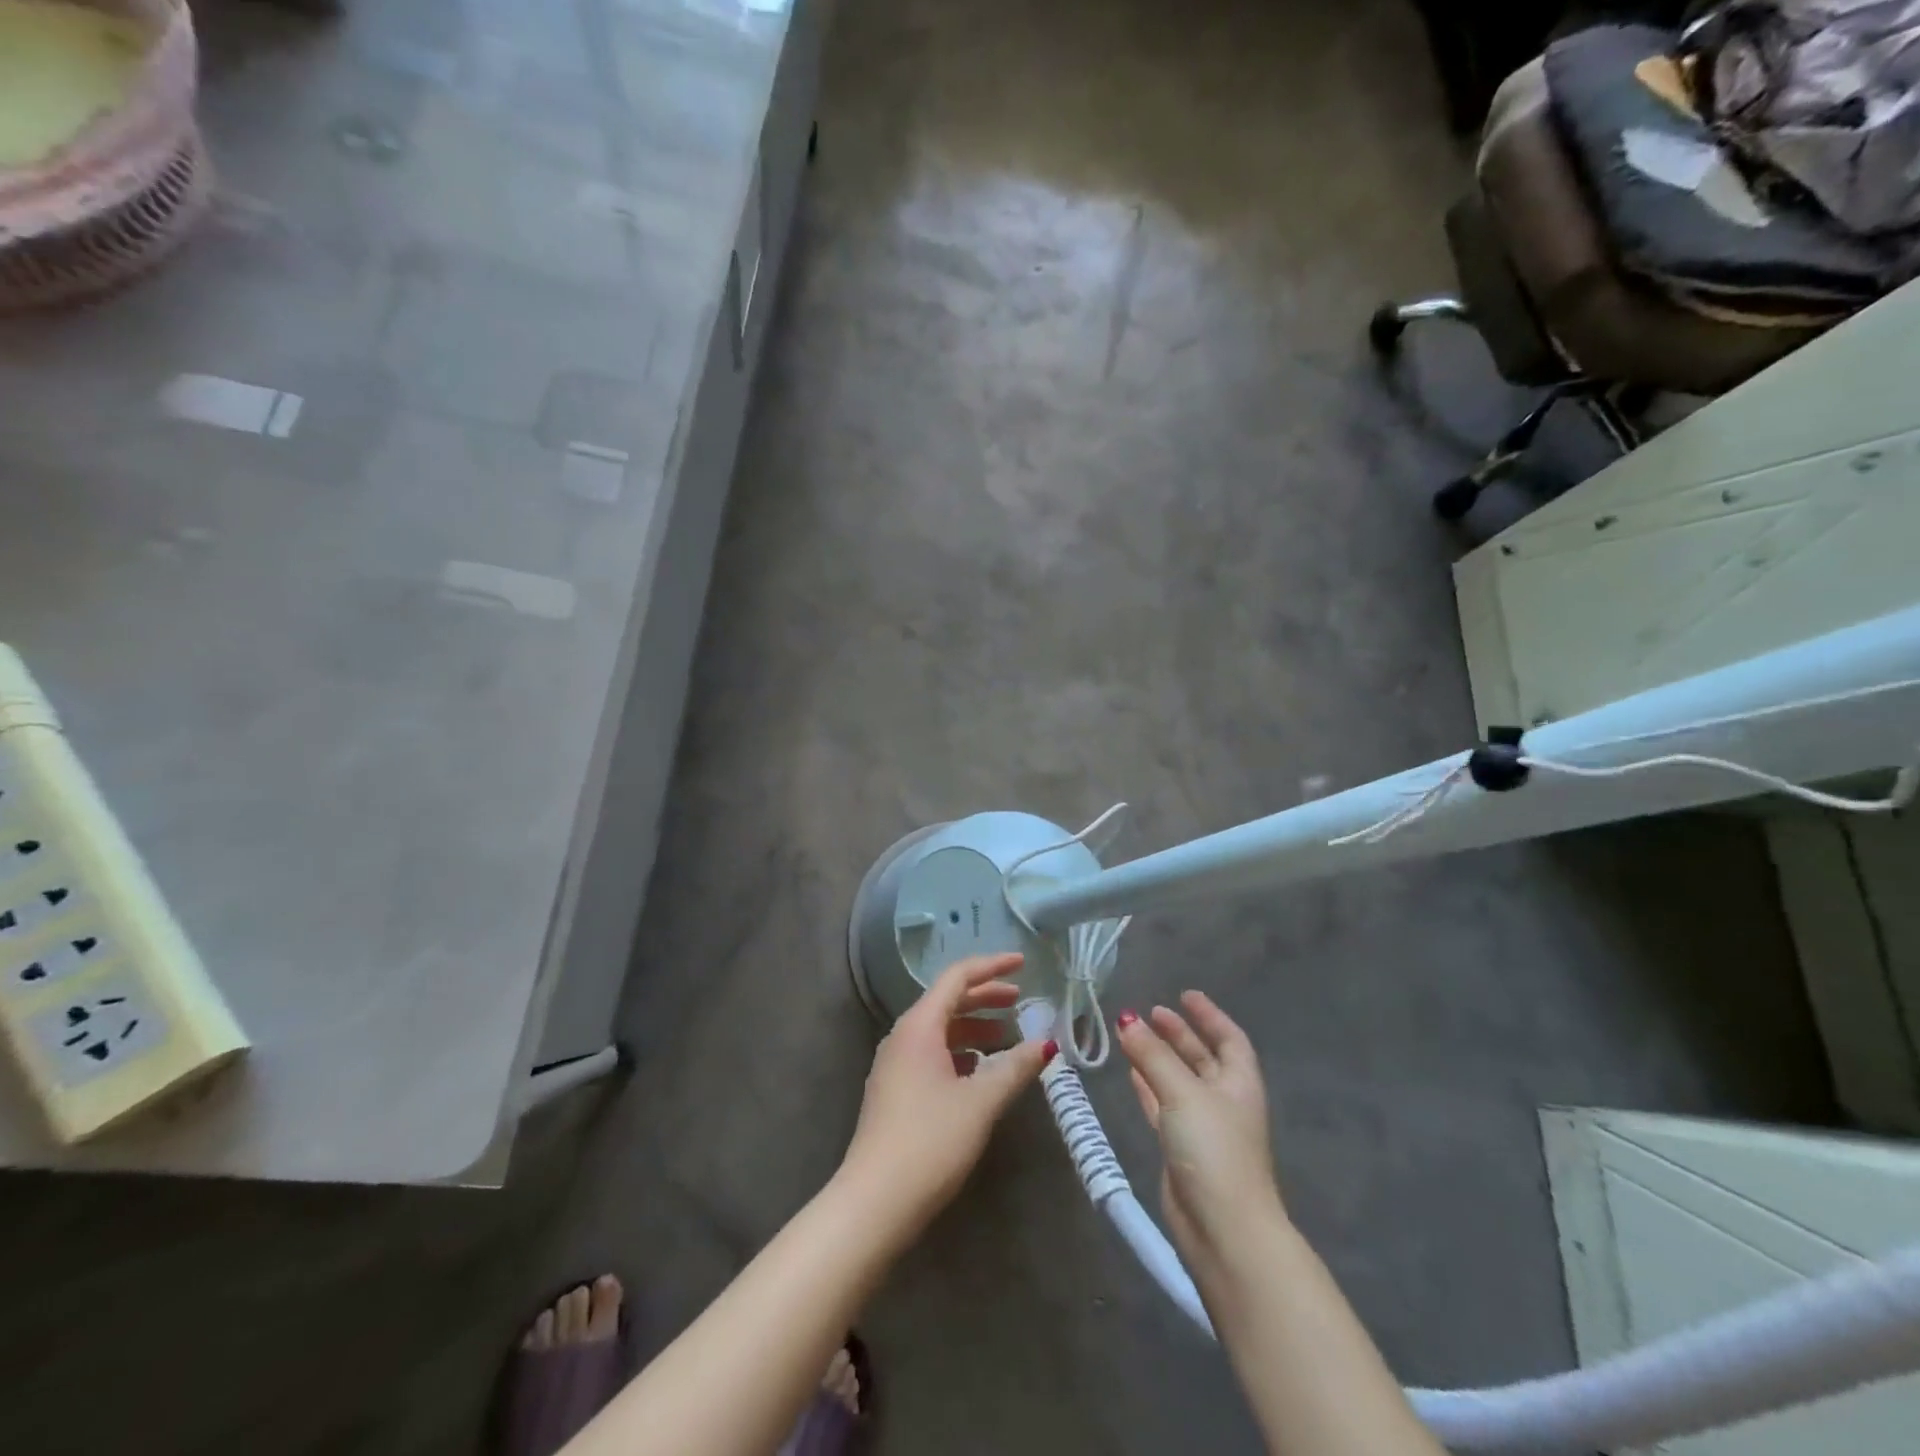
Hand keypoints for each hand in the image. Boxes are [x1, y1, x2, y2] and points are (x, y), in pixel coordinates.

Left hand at [837, 953, 1053, 1244]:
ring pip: (940, 1030)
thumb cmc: (930, 1141)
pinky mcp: (895, 1090)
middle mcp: (903, 1036)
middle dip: (985, 997)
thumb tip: (1047, 1043)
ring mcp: (895, 1064)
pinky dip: (960, 1052)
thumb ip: (1015, 1068)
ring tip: (1007, 1040)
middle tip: (1021, 1001)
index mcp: (919, 1026)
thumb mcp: (980, 1102)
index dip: (992, 966)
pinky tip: (980, 1073)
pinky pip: (932, 1054)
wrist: (874, 1200)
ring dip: (974, 1028)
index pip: (957, 978)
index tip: (1023, 963)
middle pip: (948, 1001)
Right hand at [1118, 991, 1285, 1279]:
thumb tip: (1127, 1019)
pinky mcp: (1181, 1150)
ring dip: (1159, 1058)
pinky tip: (1130, 1072)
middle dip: (1179, 1034)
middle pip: (1202, 1058)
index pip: (1229, 1039)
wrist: (1223, 1230)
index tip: (1185, 995)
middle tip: (1150, 1012)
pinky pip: (1163, 1106)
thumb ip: (1152, 1055)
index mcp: (1239, 1083)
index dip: (1209, 1015)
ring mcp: (1203, 1127)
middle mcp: (1224, 1101)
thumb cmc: (1214, 1149)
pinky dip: (1148, 1086)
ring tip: (1132, 1034)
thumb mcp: (1182, 1092)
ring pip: (1179, 1081)